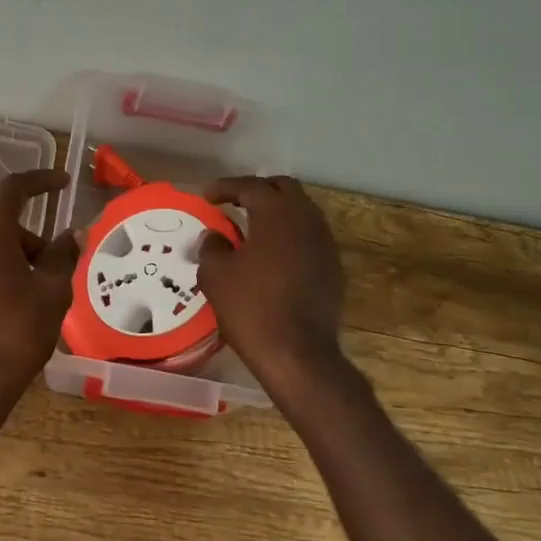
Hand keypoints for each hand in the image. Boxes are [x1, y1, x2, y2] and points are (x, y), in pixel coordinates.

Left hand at [0, 168, 78, 417]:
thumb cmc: (18, 333)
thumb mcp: (52, 291)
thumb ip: (63, 256)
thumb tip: (71, 234)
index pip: (12, 191)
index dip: (40, 181)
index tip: (64, 183)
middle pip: (6, 228)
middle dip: (37, 242)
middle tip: (60, 271)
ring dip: (22, 263)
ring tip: (43, 300)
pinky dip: (5, 281)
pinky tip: (19, 315)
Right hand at [197, 176, 348, 394]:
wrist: (298, 354)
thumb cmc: (252, 308)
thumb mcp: (216, 275)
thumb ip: (212, 246)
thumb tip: (215, 236)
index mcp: (277, 213)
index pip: (251, 186)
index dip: (225, 187)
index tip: (206, 195)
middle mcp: (307, 219)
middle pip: (283, 188)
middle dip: (257, 190)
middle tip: (233, 202)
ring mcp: (325, 243)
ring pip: (301, 212)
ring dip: (276, 212)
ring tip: (251, 227)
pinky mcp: (333, 267)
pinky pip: (308, 237)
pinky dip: (289, 235)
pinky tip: (271, 254)